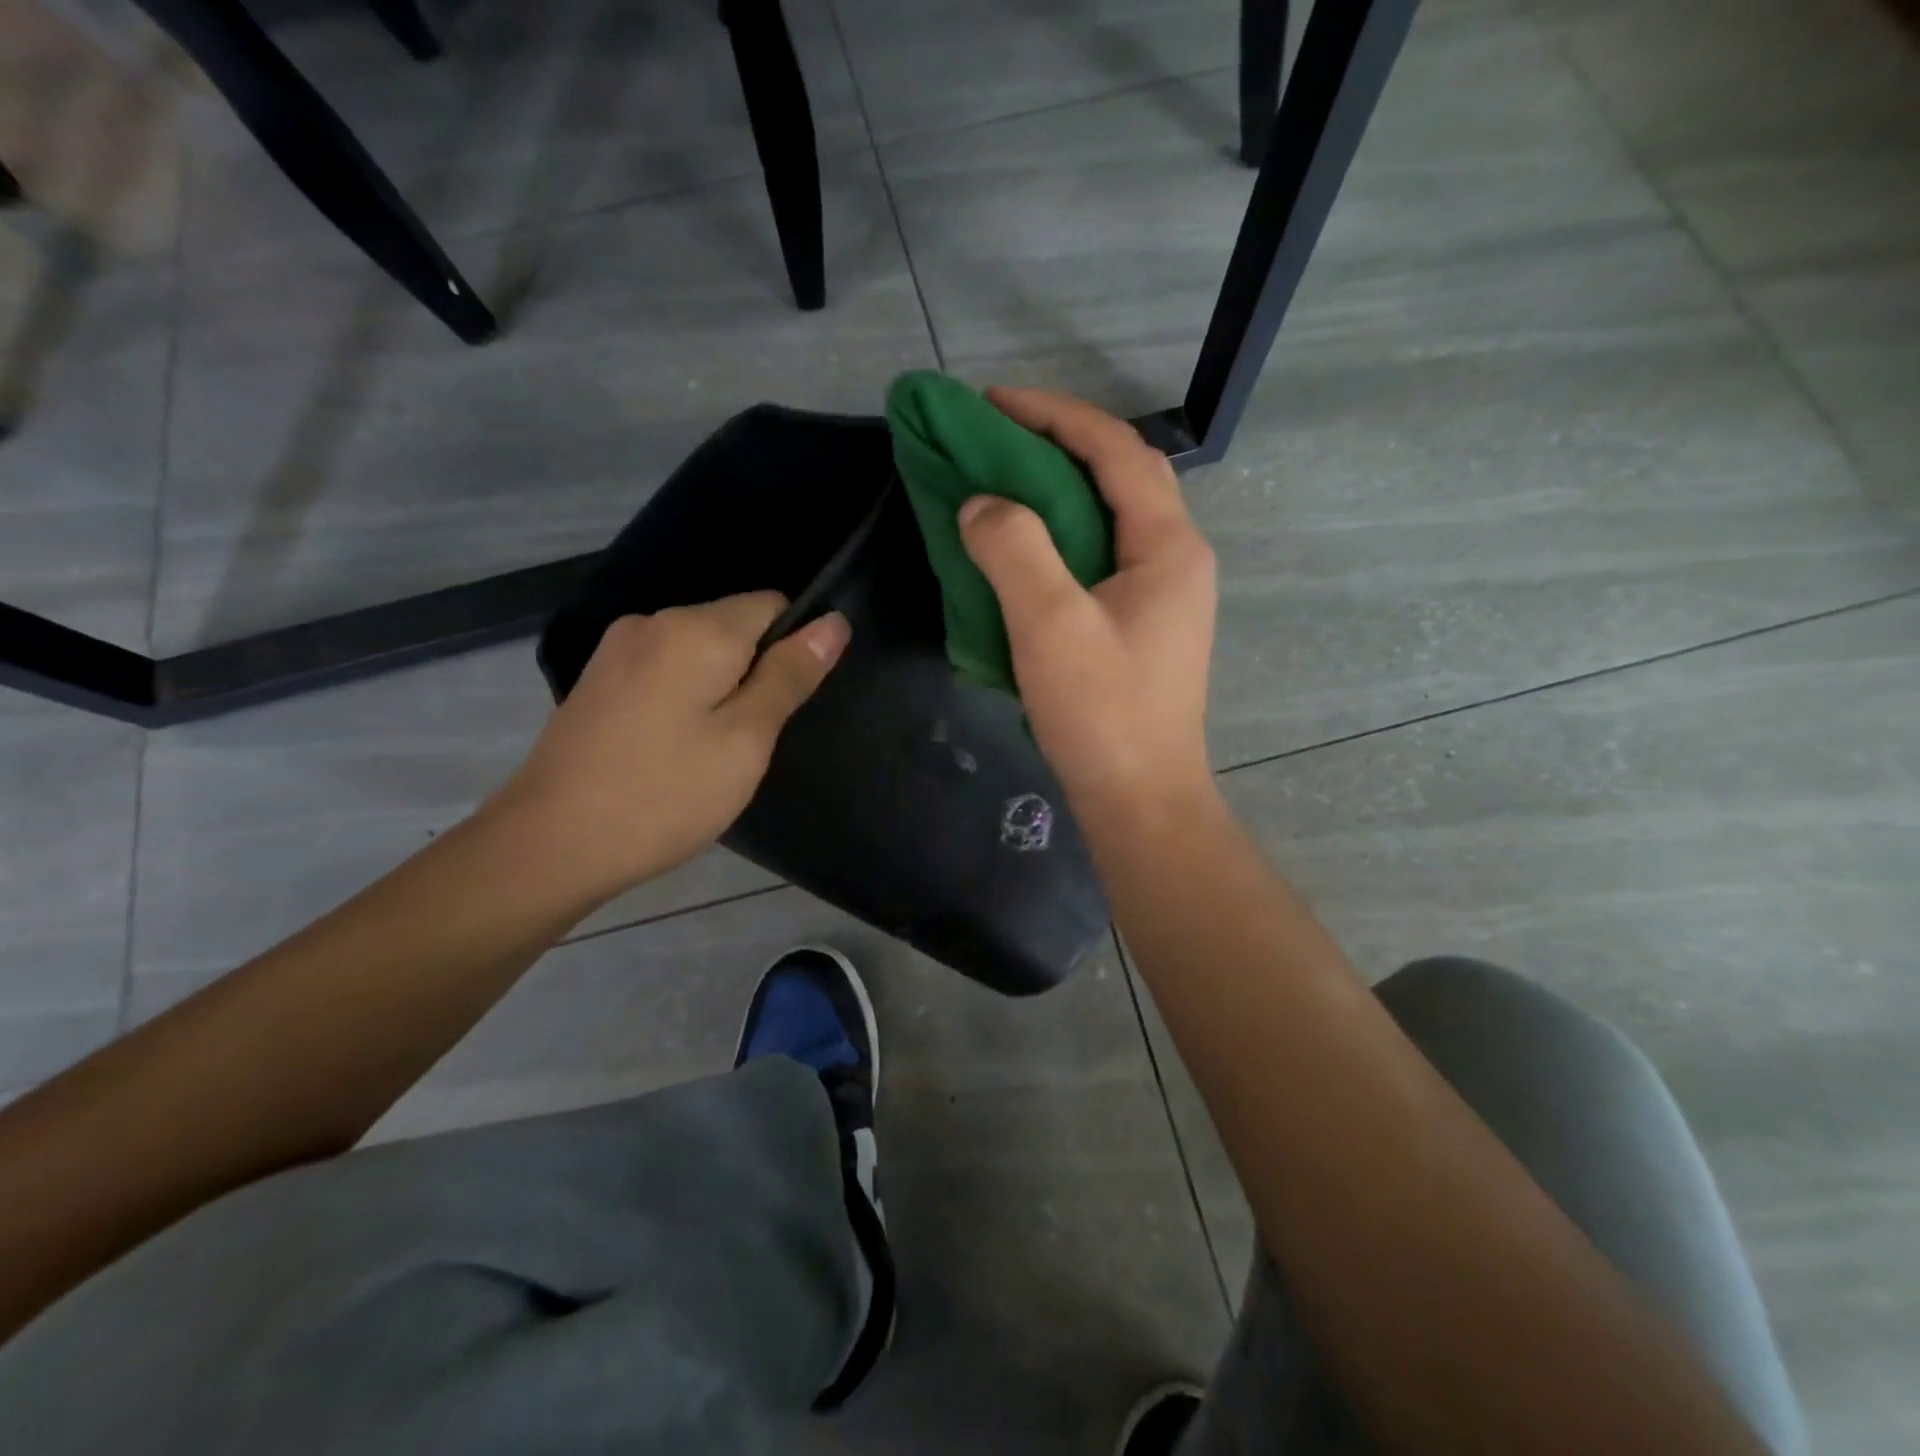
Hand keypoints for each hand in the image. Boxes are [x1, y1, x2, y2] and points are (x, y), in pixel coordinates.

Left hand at [488, 594, 849, 900]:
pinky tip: (672, 747)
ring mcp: (618, 649)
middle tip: (750, 740)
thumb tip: (833, 622)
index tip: (786, 704)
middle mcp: (654, 621)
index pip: (773, 605)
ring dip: (720, 687)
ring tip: (711, 750)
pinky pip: (665, 669)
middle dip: (755, 671)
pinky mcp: (598, 679)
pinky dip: (685, 697)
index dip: (794, 647)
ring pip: (699, 651)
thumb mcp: (746, 740)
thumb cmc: (665, 794)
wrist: (549, 844)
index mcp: (696, 630)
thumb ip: (789, 676)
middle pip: (734, 626)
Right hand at [959, 387, 1218, 825]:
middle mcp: (1176, 559)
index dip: (1054, 415)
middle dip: (1058, 444)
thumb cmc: (1102, 713)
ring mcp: (1162, 594)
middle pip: (1119, 475)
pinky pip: (1099, 557)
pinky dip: (1059, 536)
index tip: (992, 402)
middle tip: (995, 437)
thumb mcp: (1051, 624)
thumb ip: (1014, 549)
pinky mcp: (1141, 625)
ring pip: (1109, 517)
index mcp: (1168, 546)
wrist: (1140, 799)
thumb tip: (982, 503)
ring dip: (1057, 490)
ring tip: (1001, 481)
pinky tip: (1022, 548)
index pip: (1115, 450)